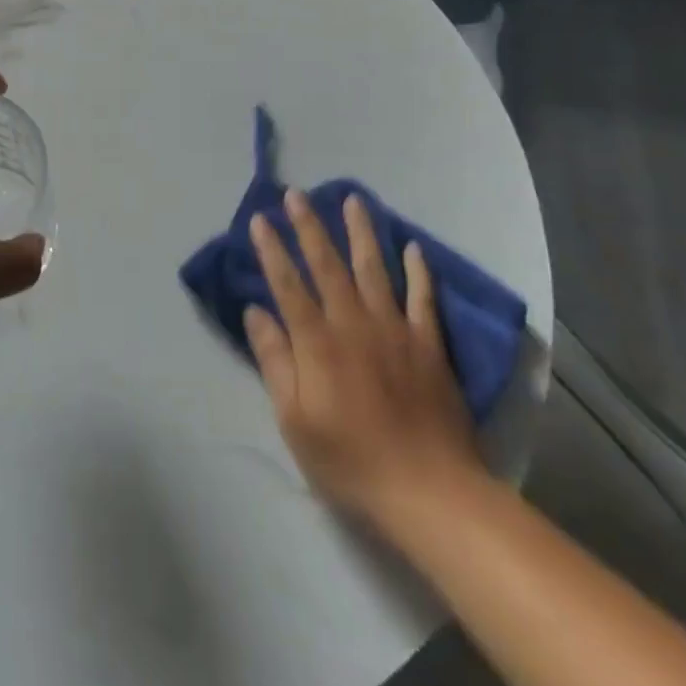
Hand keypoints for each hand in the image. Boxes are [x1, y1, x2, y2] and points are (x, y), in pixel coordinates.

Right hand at [244, 189, 485, 543]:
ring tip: (353, 199)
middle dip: (309, 226)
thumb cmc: (350, 460)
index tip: (260, 219)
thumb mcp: (294, 419)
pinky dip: (418, 271)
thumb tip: (256, 311)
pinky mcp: (428, 346)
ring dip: (361, 232)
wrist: (429, 491)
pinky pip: (423, 299)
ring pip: (374, 269)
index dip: (271, 250)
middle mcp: (353, 323)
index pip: (288, 284)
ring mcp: (395, 330)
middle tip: (296, 193)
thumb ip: (275, 360)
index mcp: (317, 342)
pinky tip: (413, 247)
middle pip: (327, 265)